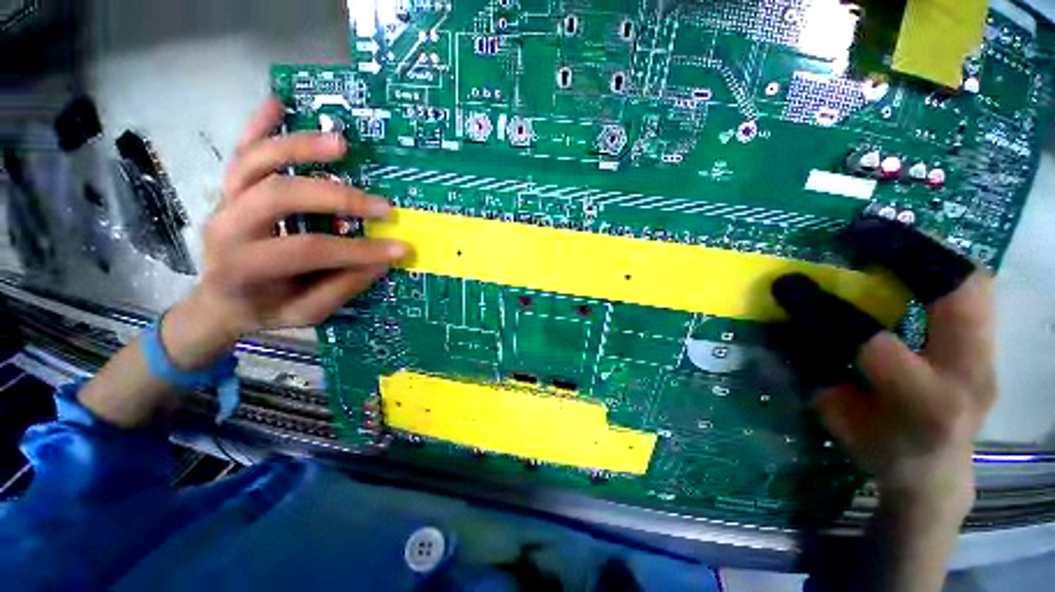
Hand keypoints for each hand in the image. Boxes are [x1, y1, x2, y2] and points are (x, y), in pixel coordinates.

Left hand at [171, 98, 407, 364]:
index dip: (357, 250)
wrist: (219, 301)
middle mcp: (228, 227)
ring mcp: (225, 202)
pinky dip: (258, 125)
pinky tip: (278, 103)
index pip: (306, 250)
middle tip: (381, 205)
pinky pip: (240, 151)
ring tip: (341, 144)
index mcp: (244, 268)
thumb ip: (341, 288)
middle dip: (335, 197)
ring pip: (255, 161)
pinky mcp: (230, 189)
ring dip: (299, 147)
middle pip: (278, 194)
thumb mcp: (306, 313)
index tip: (399, 249)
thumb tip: (381, 261)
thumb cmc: (265, 310)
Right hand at [772, 217, 995, 515]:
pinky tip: (909, 257)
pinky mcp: (991, 346)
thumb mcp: (838, 416)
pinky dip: (939, 266)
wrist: (935, 470)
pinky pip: (973, 291)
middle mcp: (968, 377)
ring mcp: (989, 358)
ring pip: (974, 285)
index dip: (825, 310)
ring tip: (884, 235)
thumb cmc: (879, 446)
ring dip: (926, 251)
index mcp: (921, 404)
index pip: (871, 344)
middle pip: (958, 297)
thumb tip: (787, 321)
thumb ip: (818, 368)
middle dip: (907, 253)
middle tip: (859, 233)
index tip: (788, 283)